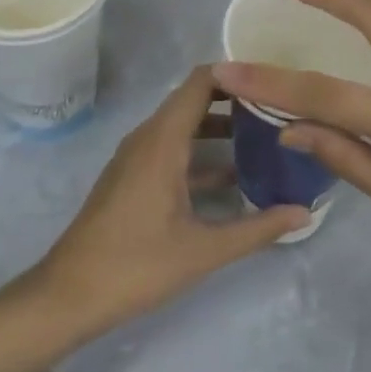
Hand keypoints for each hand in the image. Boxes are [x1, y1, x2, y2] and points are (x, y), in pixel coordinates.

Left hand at [29, 68, 308, 342]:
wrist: (64, 299)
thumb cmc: (134, 266)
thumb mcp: (203, 250)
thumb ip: (257, 228)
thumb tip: (306, 212)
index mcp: (164, 139)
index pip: (203, 80)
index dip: (239, 72)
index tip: (275, 79)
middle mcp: (149, 136)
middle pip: (197, 97)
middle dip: (238, 98)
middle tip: (280, 106)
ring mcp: (138, 156)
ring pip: (186, 123)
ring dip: (222, 125)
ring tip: (266, 135)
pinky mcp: (133, 176)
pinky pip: (174, 145)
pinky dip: (203, 150)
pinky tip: (234, 176)